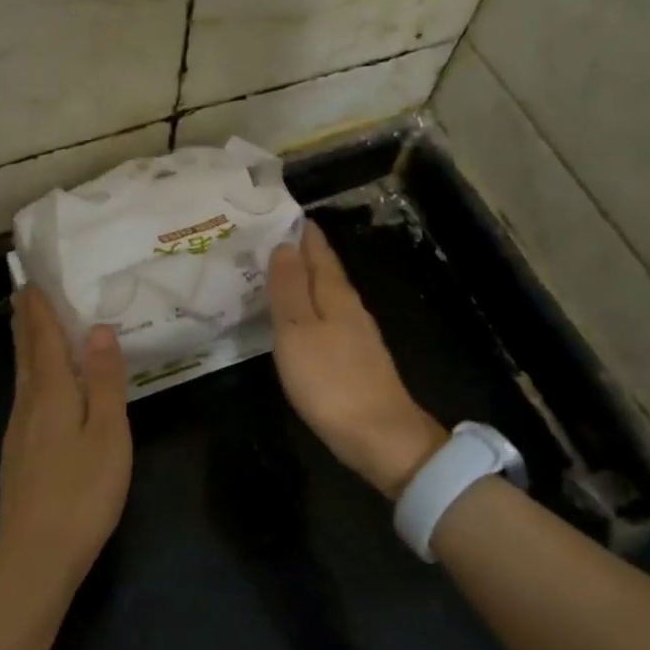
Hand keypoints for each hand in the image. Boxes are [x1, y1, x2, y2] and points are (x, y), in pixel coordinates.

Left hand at [0, 286, 132, 593]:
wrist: (35, 556)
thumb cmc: (81, 493)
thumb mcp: (108, 434)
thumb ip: (104, 381)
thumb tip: (98, 329)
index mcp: (50, 393)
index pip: (42, 338)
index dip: (39, 308)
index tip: (32, 279)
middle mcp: (27, 404)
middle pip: (25, 353)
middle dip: (26, 321)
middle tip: (24, 292)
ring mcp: (18, 431)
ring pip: (22, 375)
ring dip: (25, 345)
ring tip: (29, 326)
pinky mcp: (18, 454)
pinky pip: (24, 396)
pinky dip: (30, 374)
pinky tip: (37, 385)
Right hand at [268, 220, 445, 499]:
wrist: (380, 436)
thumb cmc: (330, 381)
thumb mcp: (297, 331)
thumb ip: (289, 289)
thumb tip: (284, 245)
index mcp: (336, 295)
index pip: (317, 251)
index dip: (301, 231)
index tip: (280, 213)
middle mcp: (350, 307)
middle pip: (325, 271)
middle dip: (300, 253)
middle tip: (269, 239)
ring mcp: (357, 335)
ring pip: (327, 295)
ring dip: (304, 281)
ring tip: (277, 273)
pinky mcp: (356, 360)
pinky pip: (328, 319)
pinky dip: (310, 309)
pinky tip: (299, 318)